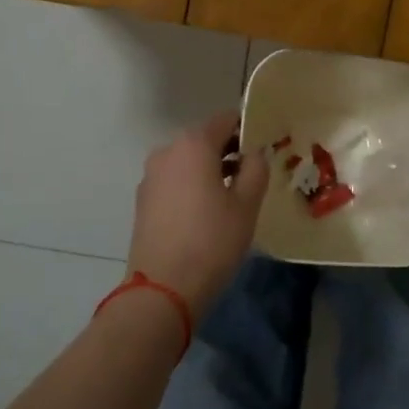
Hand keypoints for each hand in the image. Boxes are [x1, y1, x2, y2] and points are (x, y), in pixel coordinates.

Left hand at [125, 112, 269, 318]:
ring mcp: (151, 176)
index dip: (247, 129)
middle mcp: (167, 152)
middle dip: (229, 152)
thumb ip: (256, 168)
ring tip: (233, 198)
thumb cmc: (212, 240)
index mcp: (193, 144)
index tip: (265, 147)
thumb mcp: (247, 204)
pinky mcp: (143, 201)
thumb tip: (254, 153)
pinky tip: (207, 214)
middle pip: (204, 140)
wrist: (163, 288)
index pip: (226, 120)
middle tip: (253, 175)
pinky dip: (192, 187)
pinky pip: (175, 182)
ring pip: (188, 163)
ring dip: (210, 171)